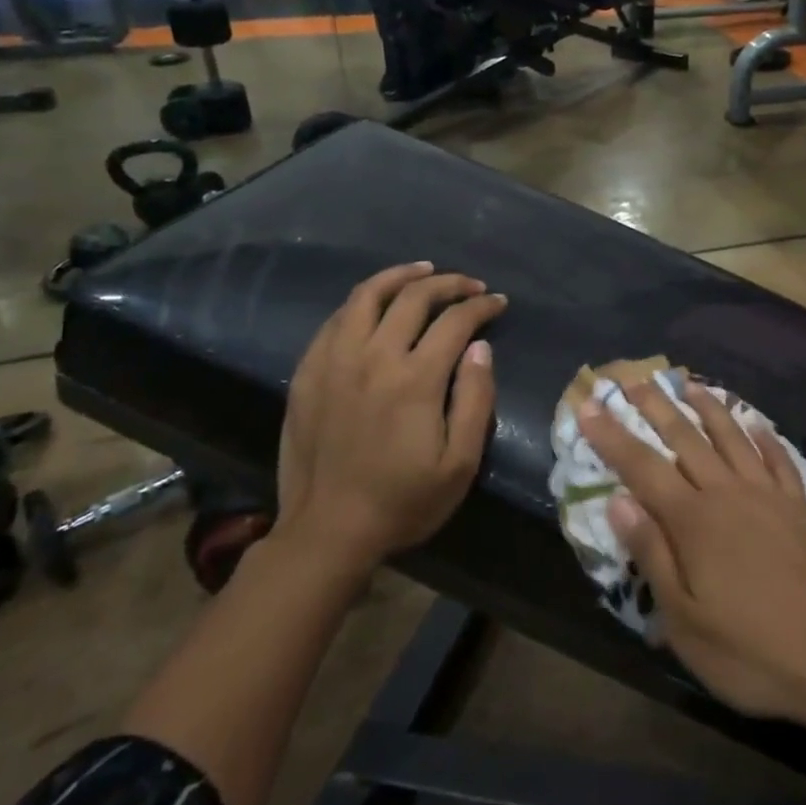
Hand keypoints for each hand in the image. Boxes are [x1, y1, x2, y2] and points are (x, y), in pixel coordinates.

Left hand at [276, 262, 506, 572]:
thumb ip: (475, 399)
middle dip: (449, 283)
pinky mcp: (307, 373)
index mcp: (414, 379)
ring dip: (400, 276)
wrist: (328, 532)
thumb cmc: (403, 501)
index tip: (498, 303)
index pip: (456, 320)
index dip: (482, 305)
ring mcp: (334, 361)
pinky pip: (335, 320)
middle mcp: (373, 357)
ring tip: (423, 272)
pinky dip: (361, 302)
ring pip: (366, 296)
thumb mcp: (460, 463)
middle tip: (470, 285)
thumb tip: (479, 347)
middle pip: (413, 297)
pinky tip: (375, 305)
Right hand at [580, 378, 805, 723]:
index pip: (642, 467)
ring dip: (708, 407)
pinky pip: (778, 458)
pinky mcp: (798, 506)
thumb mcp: (684, 620)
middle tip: (632, 380)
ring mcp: (768, 495)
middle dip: (655, 407)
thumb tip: (619, 501)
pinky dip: (764, 436)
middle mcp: (728, 493)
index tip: (589, 408)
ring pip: (732, 437)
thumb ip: (652, 554)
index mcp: (694, 520)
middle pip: (686, 438)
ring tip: (689, 384)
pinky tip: (756, 423)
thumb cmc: (748, 650)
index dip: (613, 437)